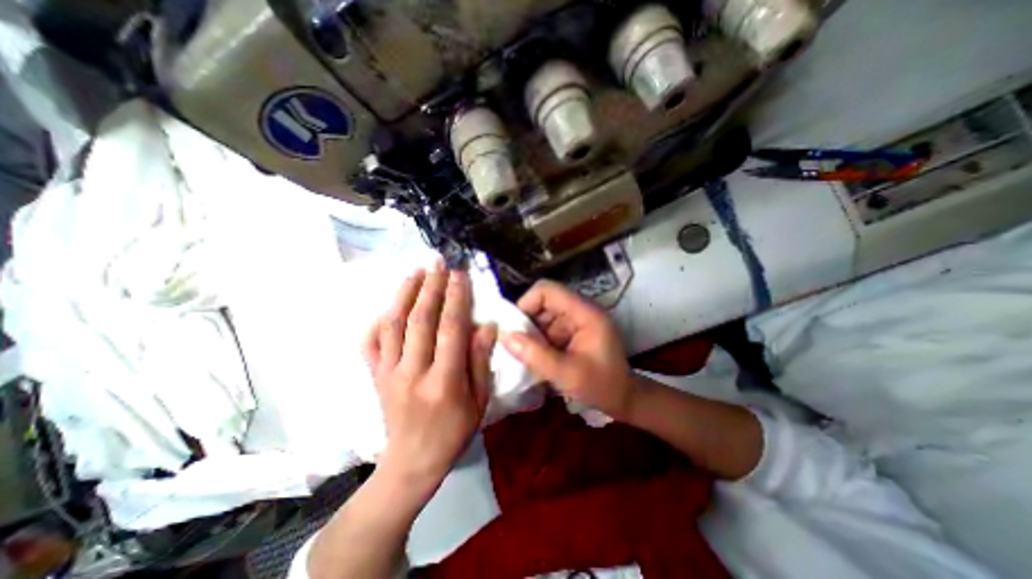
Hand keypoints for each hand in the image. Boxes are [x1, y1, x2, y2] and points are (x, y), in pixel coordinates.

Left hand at [365, 262, 497, 492]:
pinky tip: (390, 304)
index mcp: (443, 382)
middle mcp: (412, 373)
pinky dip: (378, 320)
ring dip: (404, 294)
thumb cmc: (453, 432)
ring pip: (393, 325)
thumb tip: (486, 325)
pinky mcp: (375, 375)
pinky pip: (370, 342)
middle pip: (420, 321)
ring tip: (415, 271)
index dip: (456, 299)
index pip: (450, 330)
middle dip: (430, 287)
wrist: (411, 462)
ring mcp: (388, 373)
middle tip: (437, 263)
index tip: (459, 275)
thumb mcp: (478, 401)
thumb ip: (480, 361)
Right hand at [499, 280, 636, 420]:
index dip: (526, 303)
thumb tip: (505, 336)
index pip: (548, 290)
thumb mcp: (567, 375)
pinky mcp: (572, 330)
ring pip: (542, 315)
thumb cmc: (601, 387)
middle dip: (526, 322)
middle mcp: (580, 310)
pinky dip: (538, 340)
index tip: (514, 328)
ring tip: (526, 355)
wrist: (623, 399)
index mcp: (585, 313)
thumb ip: (536, 355)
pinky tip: (536, 358)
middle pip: (543, 302)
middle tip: (517, 346)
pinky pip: (547, 327)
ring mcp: (576, 320)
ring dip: (531, 333)